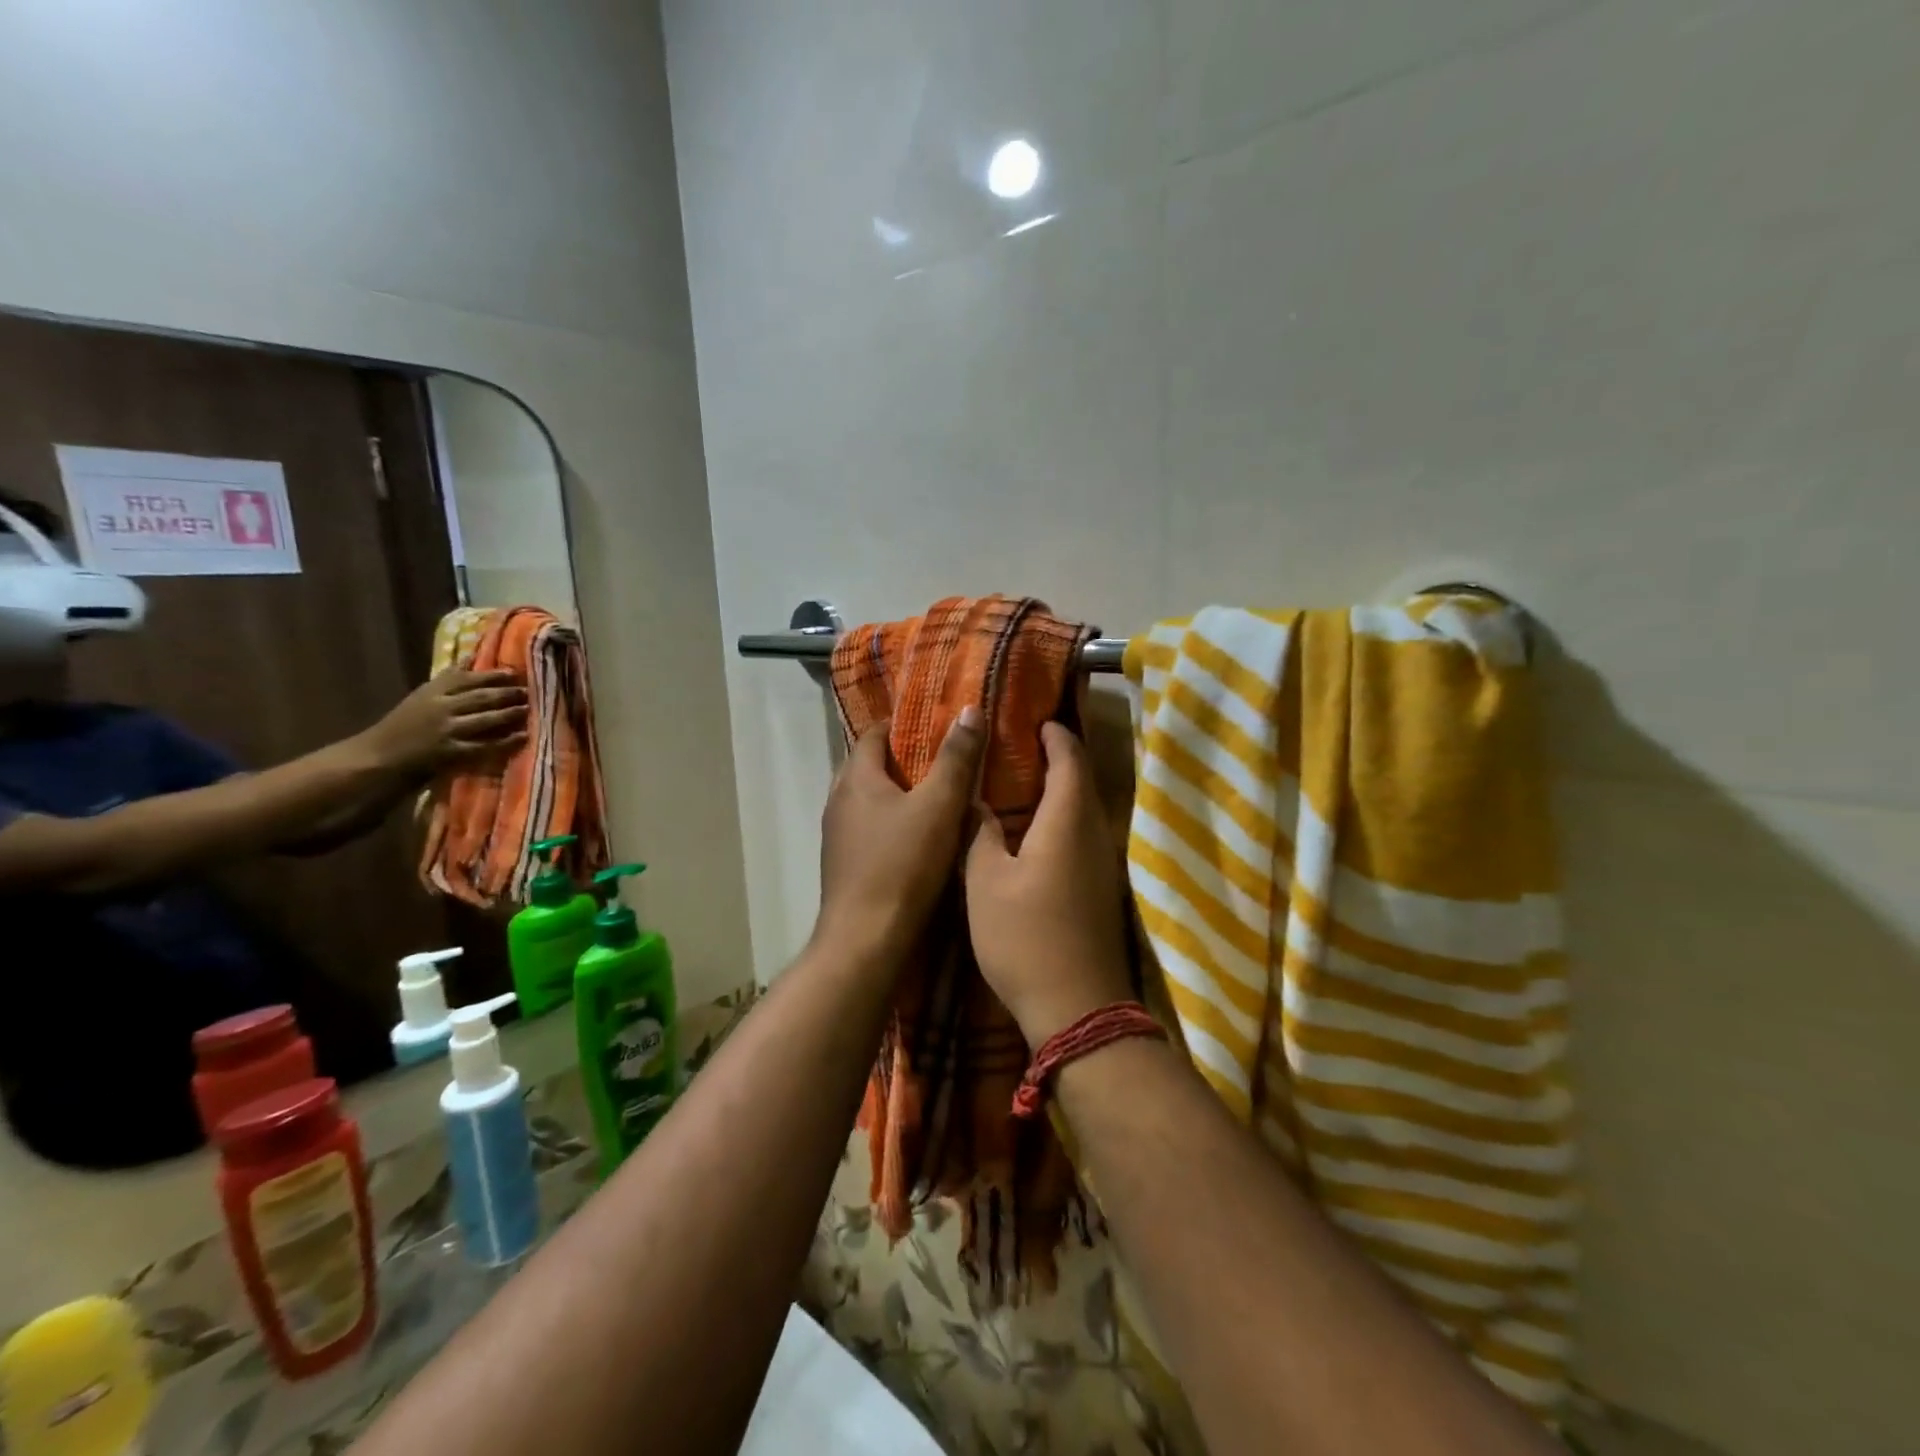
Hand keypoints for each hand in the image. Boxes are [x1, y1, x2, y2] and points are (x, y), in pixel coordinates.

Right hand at [363, 668, 527, 773]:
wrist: (378, 755)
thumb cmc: (405, 723)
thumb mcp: (423, 695)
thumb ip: (450, 677)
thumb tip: (474, 654)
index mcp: (432, 692)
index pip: (466, 679)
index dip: (492, 675)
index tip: (514, 672)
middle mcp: (440, 708)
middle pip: (479, 697)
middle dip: (506, 693)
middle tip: (528, 690)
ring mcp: (446, 730)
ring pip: (484, 719)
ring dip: (509, 713)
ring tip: (528, 708)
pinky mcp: (450, 752)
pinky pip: (484, 746)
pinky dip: (505, 741)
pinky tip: (522, 737)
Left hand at [816, 707, 984, 963]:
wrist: (866, 940)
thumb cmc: (902, 865)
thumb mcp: (940, 805)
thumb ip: (956, 758)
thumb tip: (968, 709)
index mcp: (855, 778)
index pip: (875, 734)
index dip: (905, 725)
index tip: (939, 726)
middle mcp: (838, 801)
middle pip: (871, 767)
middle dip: (906, 761)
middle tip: (947, 761)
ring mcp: (838, 836)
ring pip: (871, 801)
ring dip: (900, 795)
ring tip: (940, 798)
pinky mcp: (846, 866)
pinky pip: (871, 830)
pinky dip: (894, 824)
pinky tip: (922, 839)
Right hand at [966, 722, 1132, 1044]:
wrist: (1077, 1008)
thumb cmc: (1024, 937)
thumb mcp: (986, 881)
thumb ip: (981, 834)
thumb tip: (977, 802)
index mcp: (1068, 820)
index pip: (1069, 758)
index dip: (1054, 735)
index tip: (1033, 720)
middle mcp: (1095, 833)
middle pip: (1082, 780)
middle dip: (1057, 757)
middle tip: (1020, 746)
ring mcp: (1103, 864)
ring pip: (1084, 809)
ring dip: (1060, 789)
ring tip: (1022, 782)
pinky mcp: (1101, 890)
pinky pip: (1083, 835)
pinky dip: (1062, 818)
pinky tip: (1035, 831)